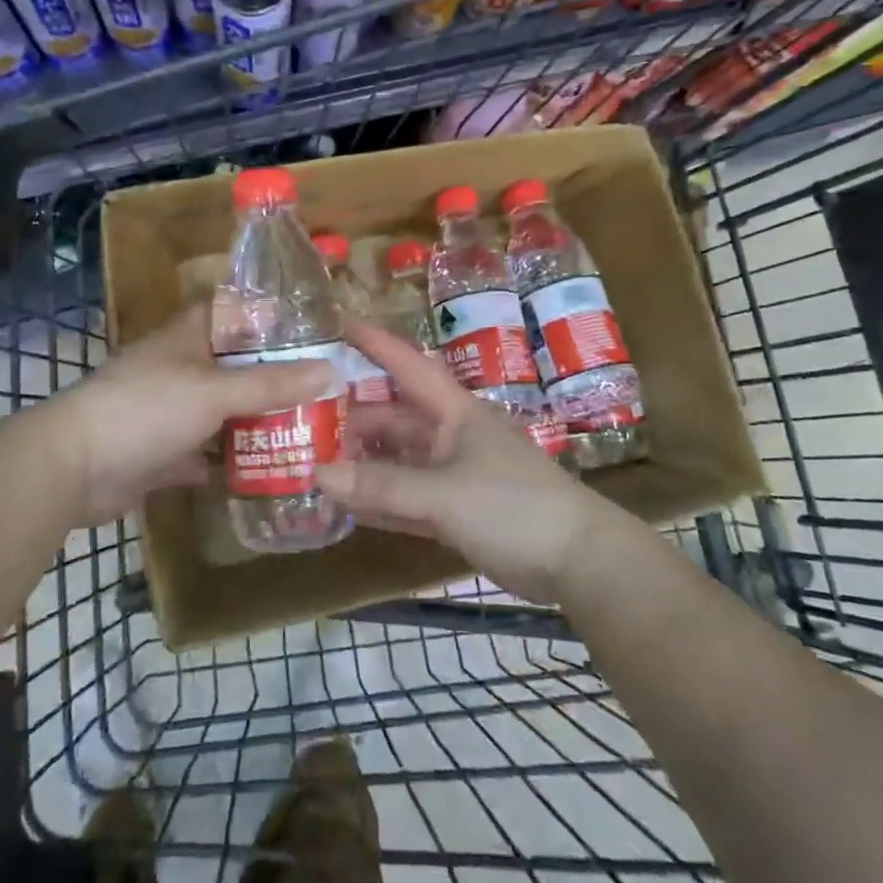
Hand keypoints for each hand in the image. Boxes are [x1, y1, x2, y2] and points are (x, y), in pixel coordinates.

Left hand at [49, 302, 334, 525]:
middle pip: (238, 365)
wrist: (73, 469)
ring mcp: (173, 411)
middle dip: (277, 377)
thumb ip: (272, 383)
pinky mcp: (166, 451)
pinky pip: (210, 452)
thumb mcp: (215, 391)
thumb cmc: (146, 409)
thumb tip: (332, 371)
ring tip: (311, 429)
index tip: (315, 330)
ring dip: (259, 421)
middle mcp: (183, 367)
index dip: (273, 317)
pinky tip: (273, 470)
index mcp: (190, 336)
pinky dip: (234, 461)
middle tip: (326, 388)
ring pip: (226, 410)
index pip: (236, 311)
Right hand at [316, 319, 617, 602]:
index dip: (374, 342)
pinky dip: (381, 500)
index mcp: (455, 412)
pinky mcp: (458, 510)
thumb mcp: (444, 493)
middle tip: (305, 420)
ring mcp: (455, 473)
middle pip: (395, 419)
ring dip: (364, 461)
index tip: (336, 324)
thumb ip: (382, 486)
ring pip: (399, 459)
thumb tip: (318, 473)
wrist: (577, 559)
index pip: (408, 365)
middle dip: (355, 418)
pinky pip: (408, 497)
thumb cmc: (513, 505)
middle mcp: (451, 435)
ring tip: (316, 459)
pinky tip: (348, 504)